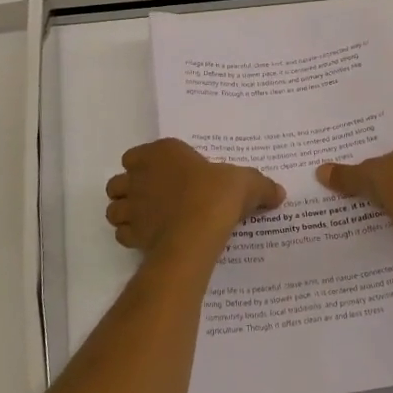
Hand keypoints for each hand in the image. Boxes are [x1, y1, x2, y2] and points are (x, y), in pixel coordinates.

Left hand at [105, 138, 284, 262]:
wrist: (199, 228)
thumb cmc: (218, 193)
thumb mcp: (247, 182)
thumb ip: (260, 186)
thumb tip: (279, 192)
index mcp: (162, 153)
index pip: (137, 155)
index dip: (145, 166)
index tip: (163, 176)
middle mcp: (140, 176)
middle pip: (118, 182)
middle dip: (129, 190)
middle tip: (152, 199)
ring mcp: (134, 206)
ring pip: (114, 208)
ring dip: (125, 213)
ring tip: (145, 220)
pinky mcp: (133, 234)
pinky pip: (122, 234)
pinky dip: (130, 237)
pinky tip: (148, 239)